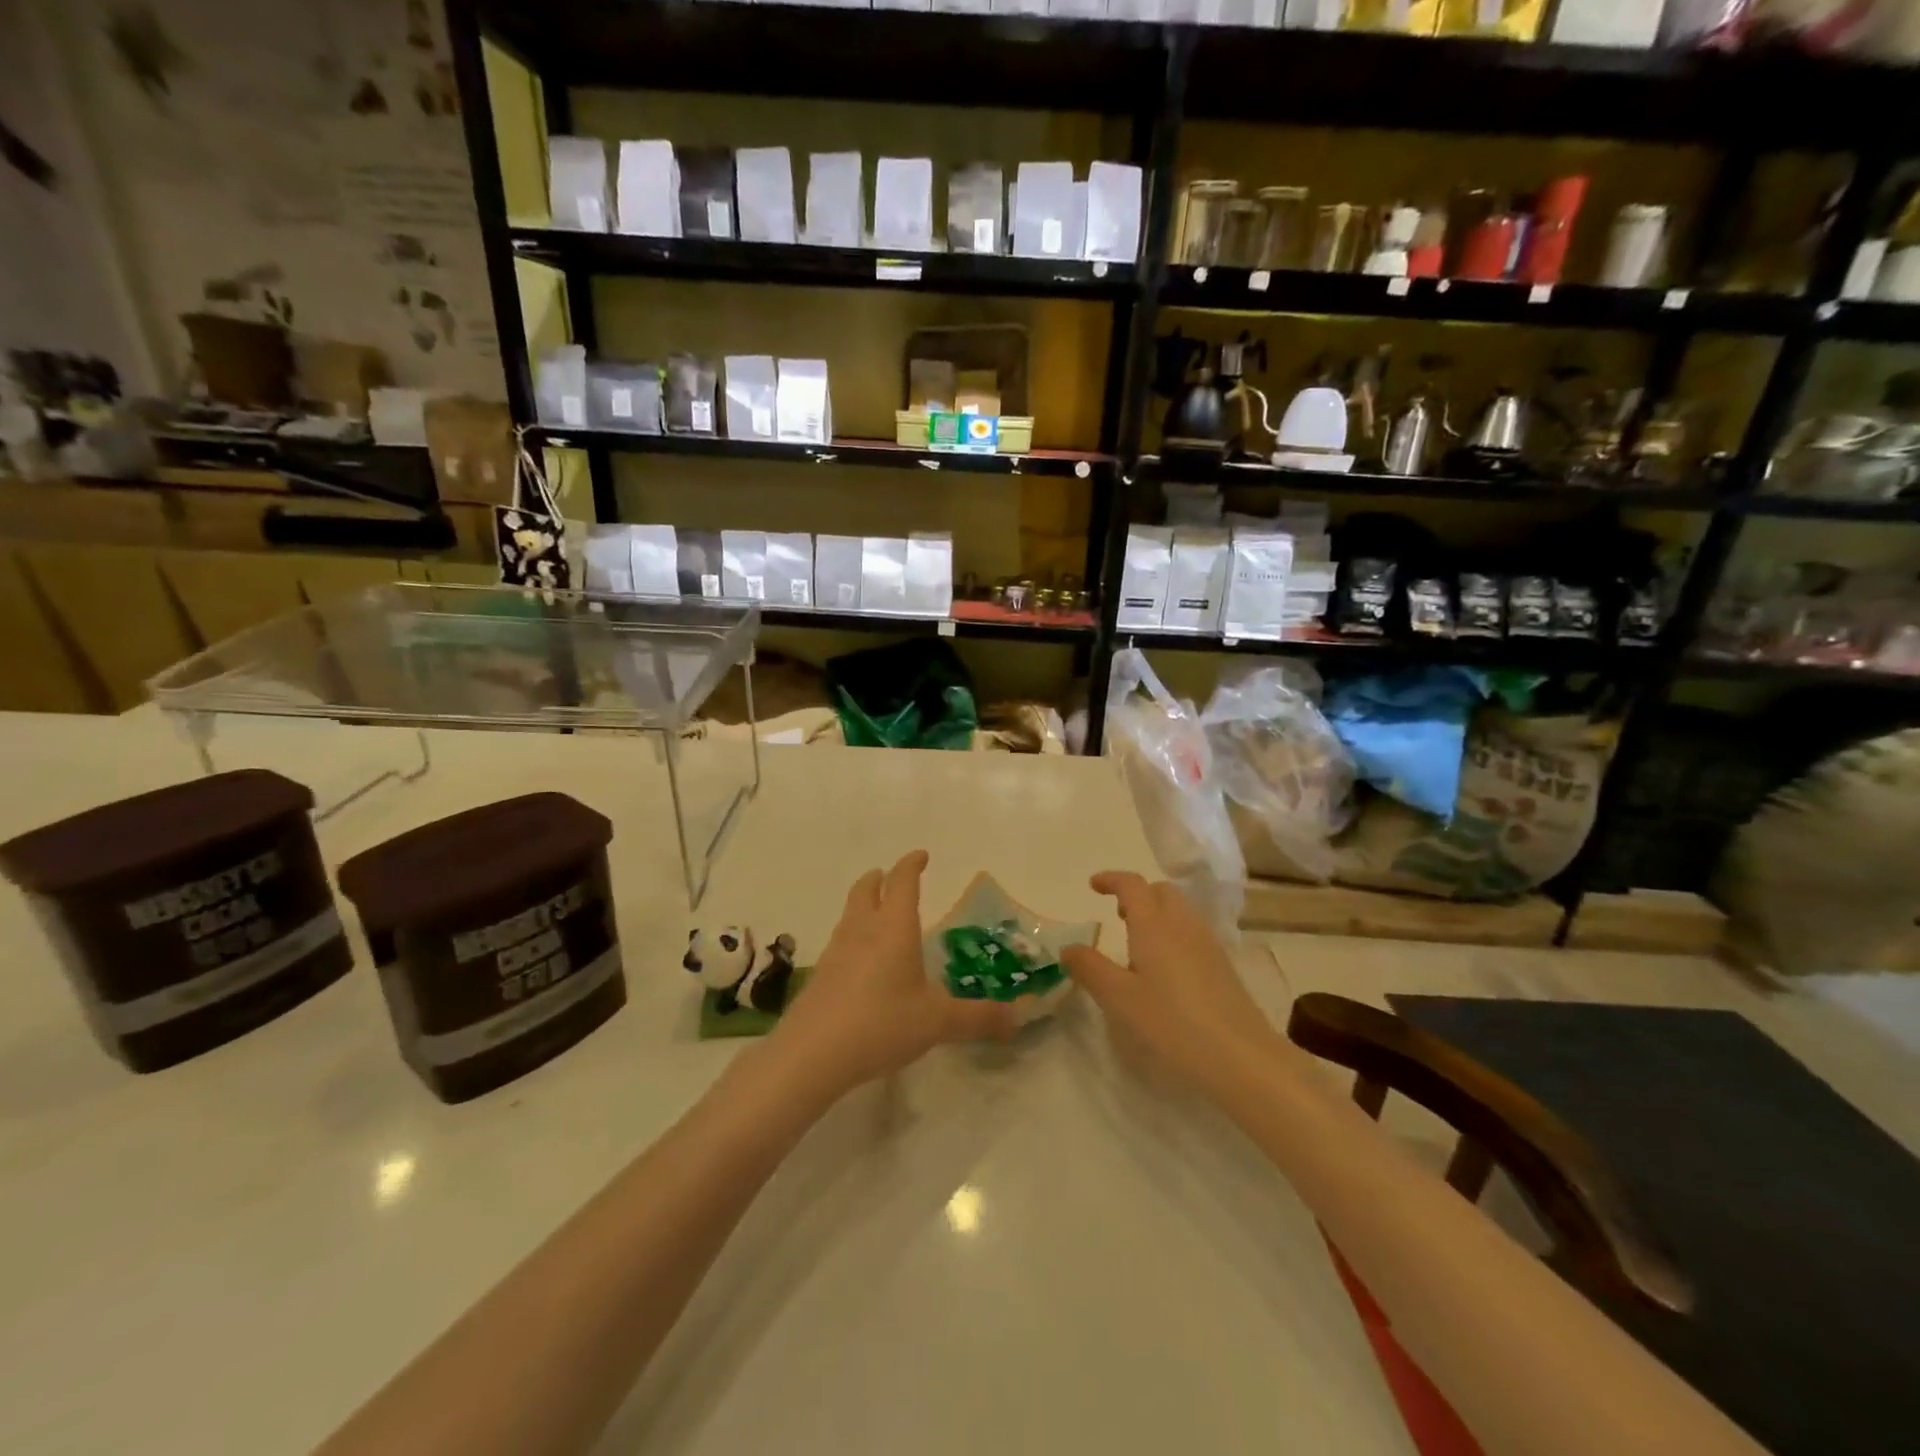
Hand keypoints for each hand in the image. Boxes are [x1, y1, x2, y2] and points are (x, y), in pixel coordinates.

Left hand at [770, 852, 1016, 1099]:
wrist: (812, 1053)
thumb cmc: (882, 1023)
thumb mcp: (938, 1022)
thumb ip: (978, 1017)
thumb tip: (1016, 1018)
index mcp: (894, 928)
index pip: (902, 882)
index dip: (912, 865)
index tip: (921, 856)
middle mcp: (862, 930)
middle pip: (866, 889)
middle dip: (880, 879)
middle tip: (890, 877)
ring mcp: (836, 951)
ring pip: (849, 914)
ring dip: (863, 905)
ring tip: (877, 916)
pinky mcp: (819, 977)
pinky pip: (840, 943)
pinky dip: (853, 938)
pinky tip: (861, 964)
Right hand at [1063, 871, 1278, 1091]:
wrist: (1240, 1056)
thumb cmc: (1171, 1023)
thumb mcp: (1119, 998)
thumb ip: (1090, 968)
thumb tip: (1068, 947)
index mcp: (1154, 925)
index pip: (1132, 885)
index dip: (1111, 879)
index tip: (1093, 885)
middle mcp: (1182, 925)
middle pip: (1161, 891)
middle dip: (1138, 895)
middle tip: (1117, 916)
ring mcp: (1207, 944)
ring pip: (1180, 911)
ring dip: (1156, 913)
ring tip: (1138, 944)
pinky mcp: (1222, 966)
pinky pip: (1192, 932)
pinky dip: (1173, 934)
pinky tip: (1165, 970)